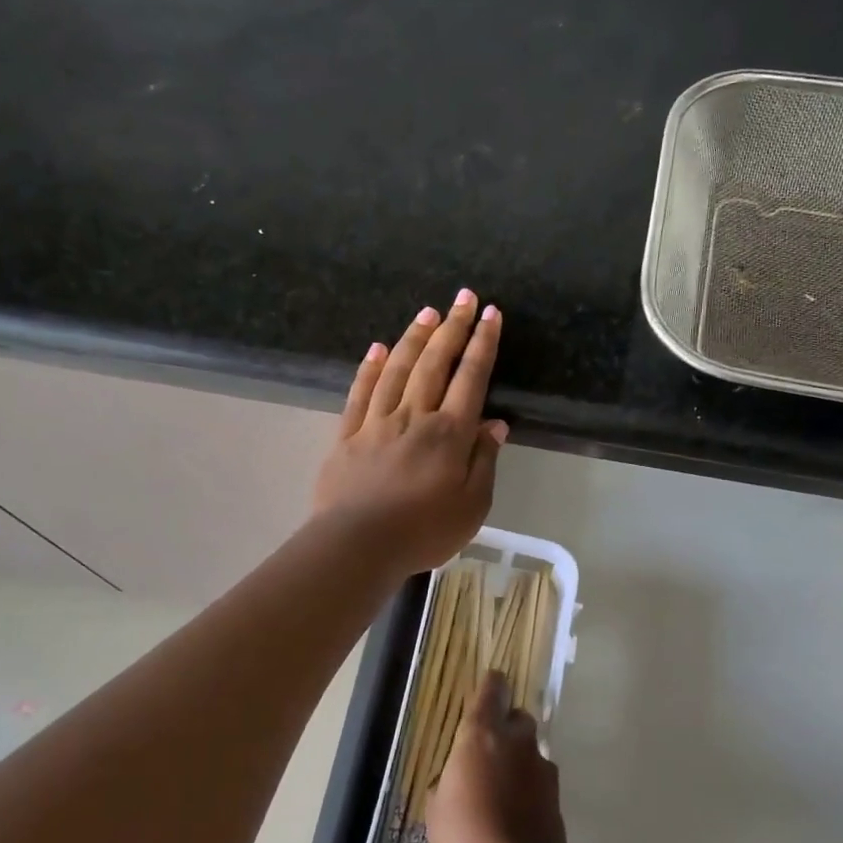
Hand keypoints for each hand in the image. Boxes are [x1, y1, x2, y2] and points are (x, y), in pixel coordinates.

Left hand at [314, 291, 507, 576]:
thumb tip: (495, 425)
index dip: (482, 344)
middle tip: (462, 297)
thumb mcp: (472, 506)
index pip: (471, 378)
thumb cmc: (423, 531)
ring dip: (414, 338)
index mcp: (449, 434)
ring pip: (398, 369)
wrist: (357, 545)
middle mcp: (414, 416)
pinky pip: (360, 393)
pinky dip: (370, 367)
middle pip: (435, 363)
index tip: (490, 314)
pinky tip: (378, 348)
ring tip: (427, 313)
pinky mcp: (347, 435)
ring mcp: (376, 422)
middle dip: (452, 327)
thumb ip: (484, 462)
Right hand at [429, 671, 566, 842]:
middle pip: (518, 717)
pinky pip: (540, 779)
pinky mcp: (557, 794)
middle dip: (507, 727)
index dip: (491, 686)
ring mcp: (541, 765)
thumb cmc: (461, 834)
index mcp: (481, 733)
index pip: (492, 688)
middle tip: (489, 753)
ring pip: (531, 749)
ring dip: (519, 760)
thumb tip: (456, 780)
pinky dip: (531, 788)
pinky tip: (518, 813)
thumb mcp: (437, 805)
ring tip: (503, 791)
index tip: (487, 691)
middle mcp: (516, 740)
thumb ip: (450, 780)